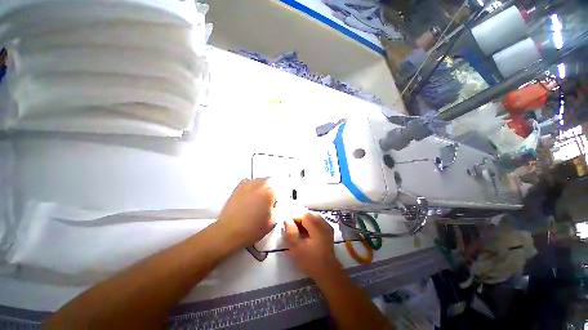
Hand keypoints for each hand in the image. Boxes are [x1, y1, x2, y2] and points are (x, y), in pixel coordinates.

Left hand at [216, 178, 276, 249]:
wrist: (229, 232)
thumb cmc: (252, 229)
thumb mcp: (273, 222)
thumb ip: (278, 210)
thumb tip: (276, 205)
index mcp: (269, 193)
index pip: (278, 193)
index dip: (278, 201)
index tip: (275, 207)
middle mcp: (259, 185)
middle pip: (270, 182)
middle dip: (270, 191)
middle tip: (268, 201)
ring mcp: (247, 185)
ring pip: (259, 181)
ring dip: (261, 187)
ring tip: (258, 199)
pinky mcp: (238, 188)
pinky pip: (248, 182)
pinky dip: (251, 187)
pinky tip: (250, 196)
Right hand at [284, 214, 341, 281]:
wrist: (327, 271)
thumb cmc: (310, 260)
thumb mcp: (296, 248)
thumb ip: (290, 232)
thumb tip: (287, 220)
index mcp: (317, 227)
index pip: (303, 214)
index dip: (294, 218)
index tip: (288, 226)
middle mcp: (323, 223)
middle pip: (308, 214)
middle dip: (299, 219)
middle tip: (293, 229)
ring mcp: (327, 226)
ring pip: (313, 216)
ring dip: (305, 221)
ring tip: (299, 230)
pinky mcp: (328, 229)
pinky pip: (318, 220)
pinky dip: (311, 223)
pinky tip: (307, 232)